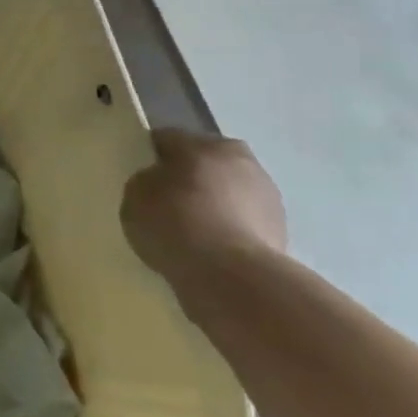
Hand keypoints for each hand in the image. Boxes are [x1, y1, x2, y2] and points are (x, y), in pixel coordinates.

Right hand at [120, 130, 286, 287]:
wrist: (230, 276)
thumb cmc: (175, 223)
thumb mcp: (136, 195)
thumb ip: (146, 181)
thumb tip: (160, 183)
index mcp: (204, 143)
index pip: (167, 140)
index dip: (150, 157)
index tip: (141, 179)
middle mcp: (241, 159)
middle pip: (205, 163)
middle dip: (189, 179)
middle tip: (167, 205)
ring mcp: (267, 197)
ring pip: (229, 193)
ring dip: (214, 205)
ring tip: (192, 234)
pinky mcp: (282, 232)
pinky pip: (243, 224)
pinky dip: (230, 232)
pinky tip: (211, 252)